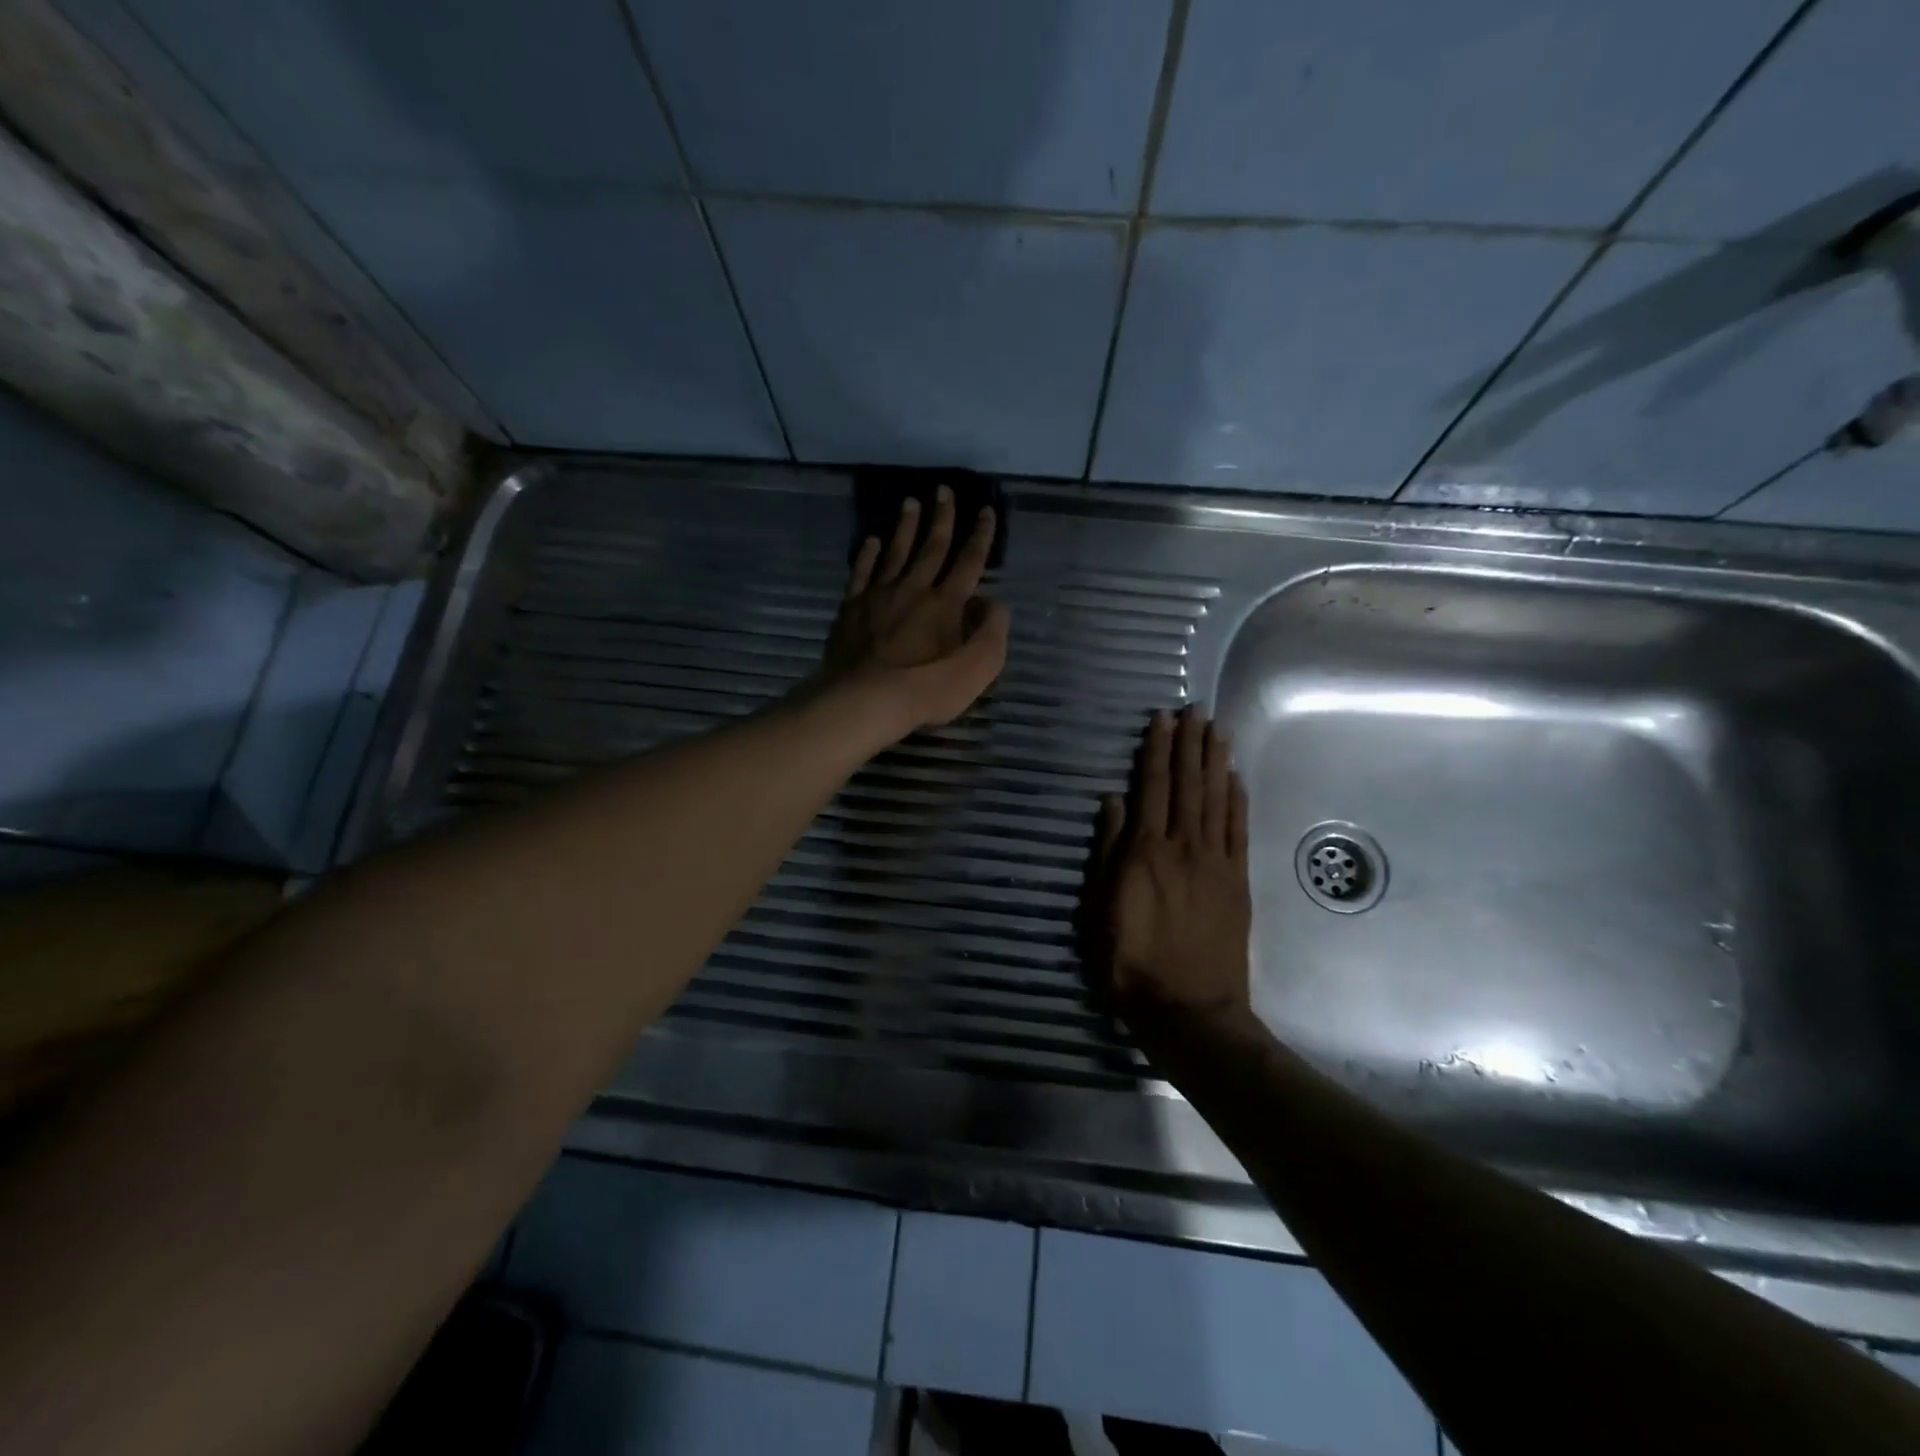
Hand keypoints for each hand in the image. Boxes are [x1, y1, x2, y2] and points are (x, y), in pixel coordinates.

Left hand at [813, 485, 1010, 739]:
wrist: (866, 699)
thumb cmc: (927, 688)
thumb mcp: (978, 668)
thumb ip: (992, 632)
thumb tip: (994, 603)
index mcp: (947, 602)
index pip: (970, 561)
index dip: (981, 535)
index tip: (986, 510)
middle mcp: (915, 588)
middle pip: (932, 546)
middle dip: (942, 517)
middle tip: (944, 490)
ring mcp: (880, 595)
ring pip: (896, 551)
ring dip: (906, 526)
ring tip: (910, 502)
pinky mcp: (852, 608)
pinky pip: (862, 573)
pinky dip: (868, 555)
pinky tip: (871, 541)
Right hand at [1081, 706, 1252, 1029]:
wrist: (1189, 1009)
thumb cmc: (1131, 963)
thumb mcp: (1099, 910)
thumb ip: (1108, 852)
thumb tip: (1113, 802)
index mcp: (1145, 852)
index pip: (1152, 788)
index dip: (1157, 751)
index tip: (1162, 720)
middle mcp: (1183, 847)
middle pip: (1188, 785)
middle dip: (1190, 744)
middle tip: (1195, 710)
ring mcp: (1216, 863)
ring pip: (1216, 800)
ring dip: (1216, 762)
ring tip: (1217, 730)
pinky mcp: (1237, 881)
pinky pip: (1239, 830)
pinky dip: (1237, 800)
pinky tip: (1236, 777)